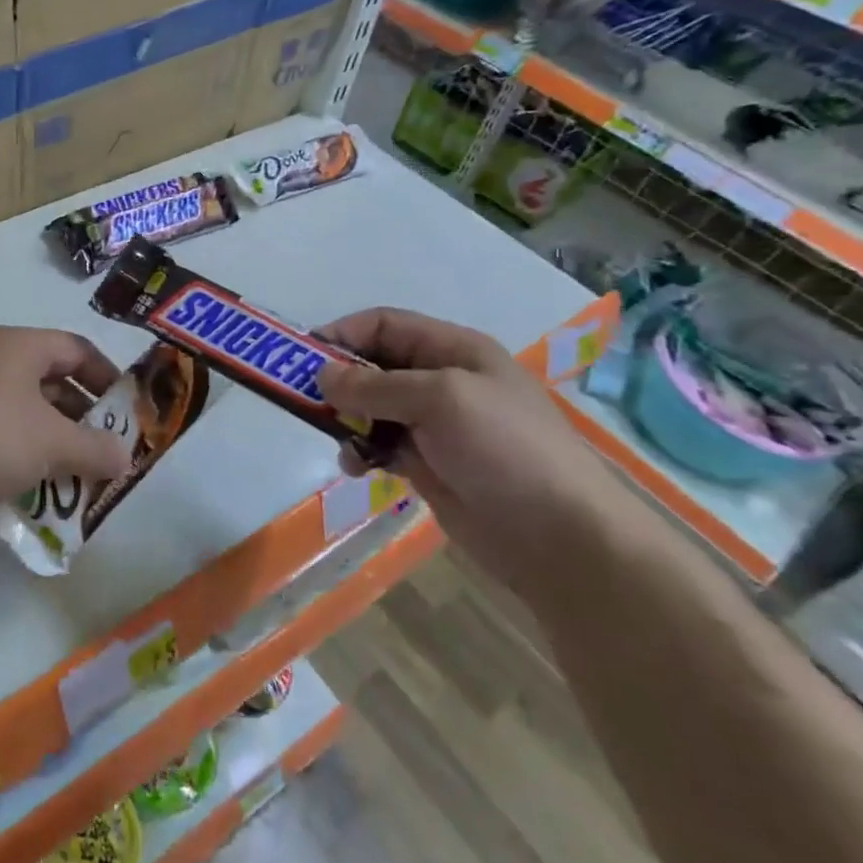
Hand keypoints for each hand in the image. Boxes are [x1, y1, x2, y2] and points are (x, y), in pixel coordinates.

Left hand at [0, 327, 134, 536]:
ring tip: (80, 477)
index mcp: (18, 346)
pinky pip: (2, 435)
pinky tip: (40, 489)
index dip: (107, 376)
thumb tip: (125, 458)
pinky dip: (25, 456)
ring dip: (56, 442)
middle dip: (83, 417)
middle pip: (52, 381)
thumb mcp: (53, 443)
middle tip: (108, 450)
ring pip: (27, 413)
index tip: (128, 411)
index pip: (76, 348)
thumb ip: (96, 449)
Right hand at [315, 307, 642, 598]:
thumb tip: (322, 375)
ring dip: (346, 419)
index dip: (343, 333)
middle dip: (339, 379)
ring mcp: (434, 424)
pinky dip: (360, 450)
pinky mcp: (428, 462)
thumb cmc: (505, 449)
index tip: (303, 357)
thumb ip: (375, 385)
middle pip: (373, 364)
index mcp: (453, 350)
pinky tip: (357, 468)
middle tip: (305, 400)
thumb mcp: (440, 399)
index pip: (384, 325)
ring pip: (371, 407)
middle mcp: (441, 380)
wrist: (559, 537)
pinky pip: (379, 444)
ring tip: (339, 440)